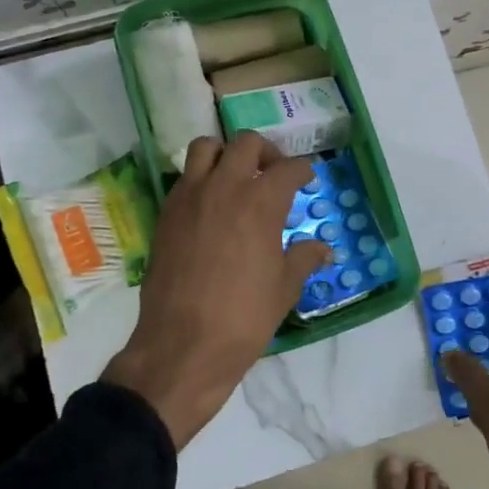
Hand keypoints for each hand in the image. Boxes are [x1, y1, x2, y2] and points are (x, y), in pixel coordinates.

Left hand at [106, 132, 330, 447]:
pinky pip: (185, 178)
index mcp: (261, 202)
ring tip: (236, 179)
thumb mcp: (285, 288)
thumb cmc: (245, 317)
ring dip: (226, 155)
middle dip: (266, 152)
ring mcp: (190, 197)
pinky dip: (201, 179)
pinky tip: (211, 208)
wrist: (183, 345)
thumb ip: (304, 258)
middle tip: (273, 175)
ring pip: (206, 148)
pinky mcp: (166, 213)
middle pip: (246, 143)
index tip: (306, 179)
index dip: (303, 171)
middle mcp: (224, 187)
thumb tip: (322, 249)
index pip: (288, 168)